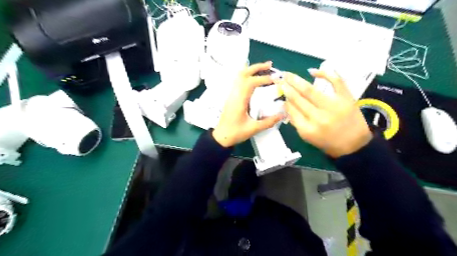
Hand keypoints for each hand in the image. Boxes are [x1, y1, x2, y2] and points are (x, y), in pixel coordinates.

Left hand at [212, 61, 284, 147]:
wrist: (221, 137)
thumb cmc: (235, 133)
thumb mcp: (253, 129)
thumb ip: (269, 122)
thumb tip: (283, 115)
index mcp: (239, 100)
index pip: (250, 83)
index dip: (263, 78)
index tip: (275, 79)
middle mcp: (234, 94)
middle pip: (243, 74)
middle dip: (256, 67)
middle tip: (270, 65)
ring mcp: (231, 95)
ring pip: (239, 76)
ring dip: (251, 70)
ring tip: (263, 69)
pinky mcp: (231, 97)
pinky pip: (237, 82)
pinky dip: (246, 76)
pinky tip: (254, 78)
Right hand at [281, 70, 372, 157]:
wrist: (354, 144)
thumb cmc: (327, 142)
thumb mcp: (307, 137)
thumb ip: (296, 121)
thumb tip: (286, 104)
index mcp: (307, 129)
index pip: (291, 110)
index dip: (285, 99)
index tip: (280, 92)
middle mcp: (318, 118)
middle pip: (298, 98)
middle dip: (286, 87)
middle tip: (278, 78)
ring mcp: (333, 106)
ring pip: (310, 90)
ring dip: (296, 80)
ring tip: (287, 74)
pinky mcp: (346, 98)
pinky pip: (335, 82)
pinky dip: (325, 74)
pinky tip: (313, 71)